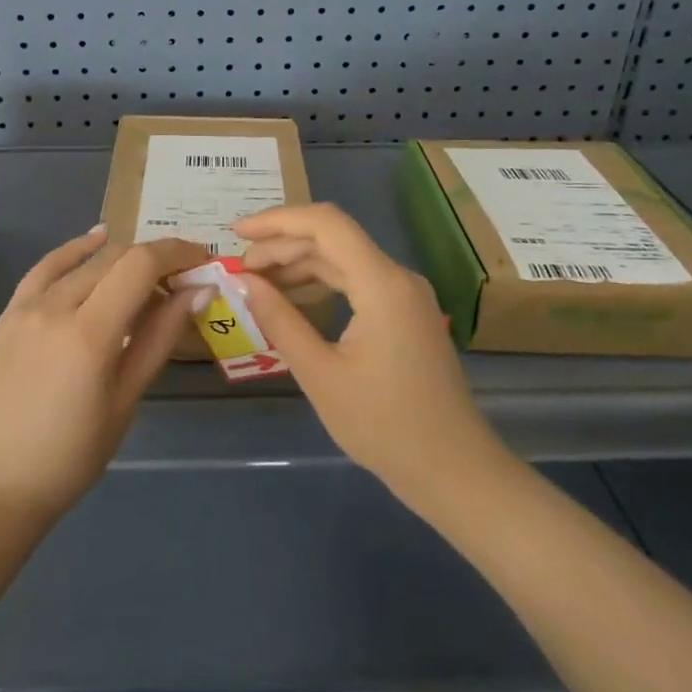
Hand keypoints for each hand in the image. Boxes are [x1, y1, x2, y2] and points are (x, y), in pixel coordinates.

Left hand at [0, 227, 207, 520]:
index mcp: (89, 334)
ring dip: (122, 258)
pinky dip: (75, 250)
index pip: (141, 266)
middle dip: (156, 258)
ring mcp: (26, 306)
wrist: (0, 482)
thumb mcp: (127, 398)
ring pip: (85, 260)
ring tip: (148, 274)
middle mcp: (55, 307)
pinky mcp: (10, 312)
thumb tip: (199, 291)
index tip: (203, 260)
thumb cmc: (74, 453)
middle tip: (182, 278)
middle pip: (116, 257)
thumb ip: (161, 337)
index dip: (177, 253)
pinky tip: (97, 239)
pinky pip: (46, 267)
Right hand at [235, 204, 501, 507]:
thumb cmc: (384, 426)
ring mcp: (405, 295)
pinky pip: (357, 280)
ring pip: (344, 258)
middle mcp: (397, 277)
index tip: (238, 233)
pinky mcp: (405, 313)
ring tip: (258, 281)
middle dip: (282, 246)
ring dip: (299, 263)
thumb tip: (245, 281)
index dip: (277, 220)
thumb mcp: (320, 374)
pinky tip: (294, 298)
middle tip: (240, 269)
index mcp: (382, 284)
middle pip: (333, 238)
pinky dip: (321, 282)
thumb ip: (280, 320)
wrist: (453, 471)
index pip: (325, 224)